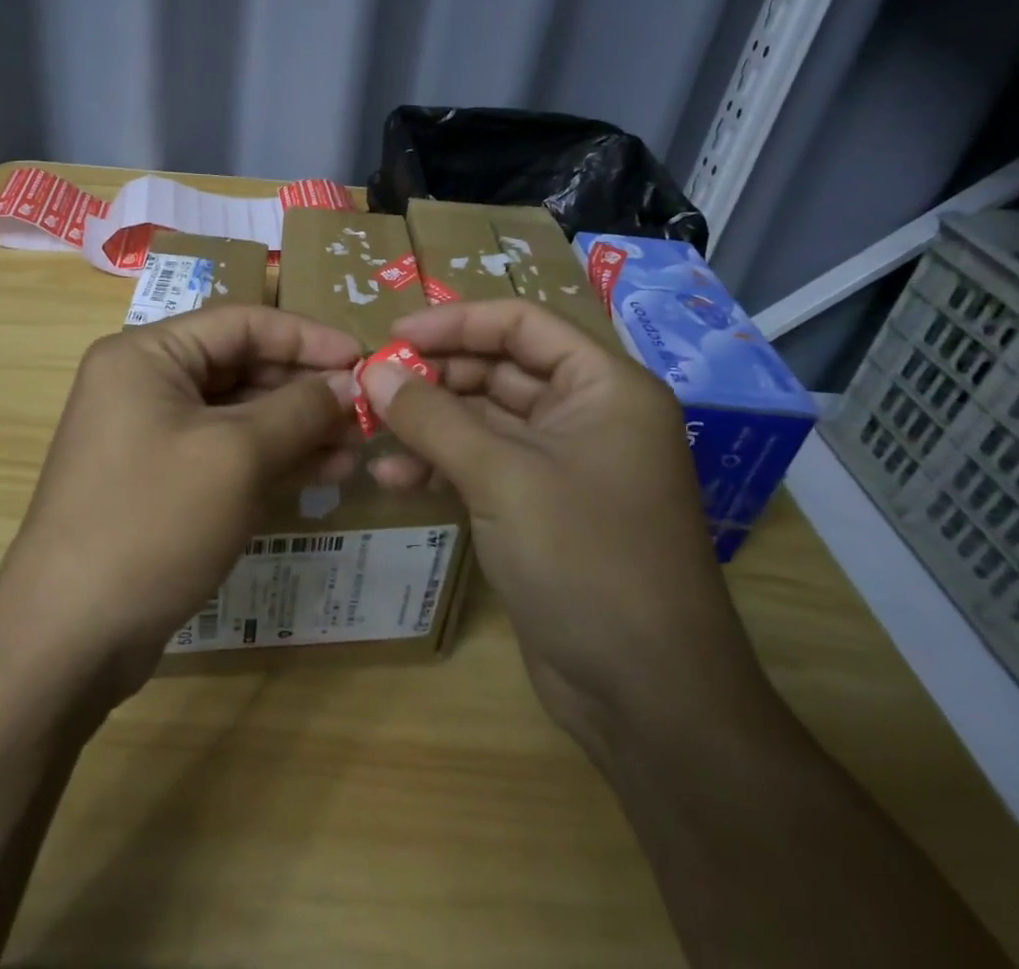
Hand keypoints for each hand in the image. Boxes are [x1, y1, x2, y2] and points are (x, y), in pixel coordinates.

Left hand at [0, 306, 360, 694]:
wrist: (71, 635)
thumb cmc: (154, 520)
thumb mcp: (237, 456)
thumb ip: (298, 410)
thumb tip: (346, 383)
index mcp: (146, 355)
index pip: (240, 322)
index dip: (306, 337)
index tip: (361, 358)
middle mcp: (144, 384)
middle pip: (240, 367)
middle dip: (303, 389)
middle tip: (363, 411)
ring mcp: (149, 436)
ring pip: (238, 415)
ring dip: (296, 428)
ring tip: (354, 448)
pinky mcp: (160, 481)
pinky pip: (225, 453)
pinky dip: (271, 460)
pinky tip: (323, 473)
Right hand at [359, 300, 768, 757]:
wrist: (647, 697)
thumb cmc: (586, 559)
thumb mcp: (501, 477)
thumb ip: (432, 417)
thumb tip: (372, 370)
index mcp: (604, 387)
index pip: (522, 323)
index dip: (456, 322)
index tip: (393, 334)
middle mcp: (588, 415)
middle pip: (499, 369)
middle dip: (434, 377)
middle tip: (372, 386)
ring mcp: (563, 465)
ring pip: (484, 420)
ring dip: (429, 424)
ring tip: (372, 435)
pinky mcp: (541, 509)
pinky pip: (483, 465)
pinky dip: (441, 466)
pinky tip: (396, 480)